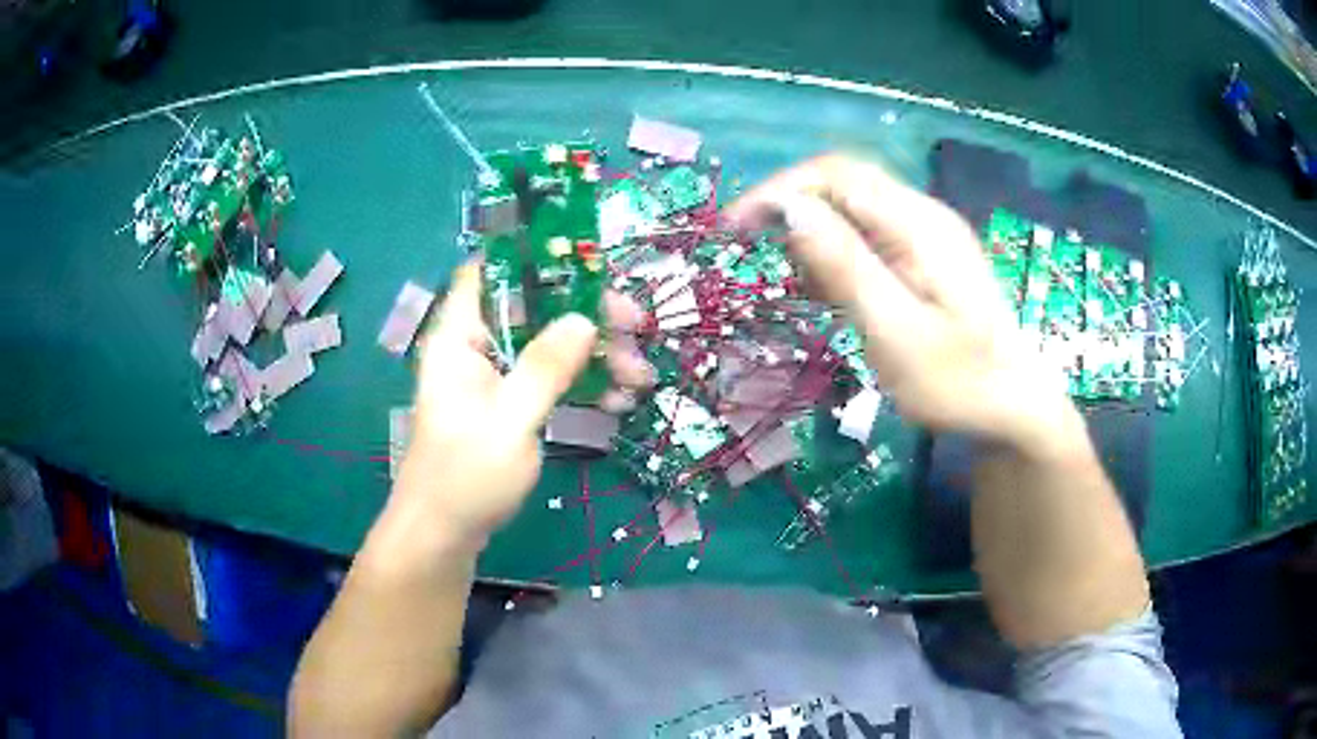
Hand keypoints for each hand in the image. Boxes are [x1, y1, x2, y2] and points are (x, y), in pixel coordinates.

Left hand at [395, 262, 651, 546]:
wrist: (445, 534)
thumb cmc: (465, 476)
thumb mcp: (509, 420)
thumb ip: (545, 368)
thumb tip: (585, 318)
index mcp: (460, 337)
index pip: (489, 272)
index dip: (534, 258)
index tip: (589, 267)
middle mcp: (476, 347)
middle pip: (534, 308)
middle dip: (587, 316)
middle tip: (637, 328)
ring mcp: (495, 377)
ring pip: (550, 345)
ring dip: (596, 356)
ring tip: (640, 379)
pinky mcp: (510, 403)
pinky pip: (551, 379)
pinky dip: (583, 386)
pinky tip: (618, 403)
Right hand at [727, 154, 1074, 449]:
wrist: (1016, 409)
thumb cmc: (959, 383)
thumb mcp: (897, 334)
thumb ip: (845, 268)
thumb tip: (789, 210)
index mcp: (919, 224)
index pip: (835, 174)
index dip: (779, 190)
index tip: (735, 230)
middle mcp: (924, 214)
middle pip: (843, 183)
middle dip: (791, 208)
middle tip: (754, 254)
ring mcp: (929, 233)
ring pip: (853, 207)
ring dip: (813, 234)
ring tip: (797, 285)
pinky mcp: (928, 256)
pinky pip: (870, 235)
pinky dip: (837, 253)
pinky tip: (830, 290)